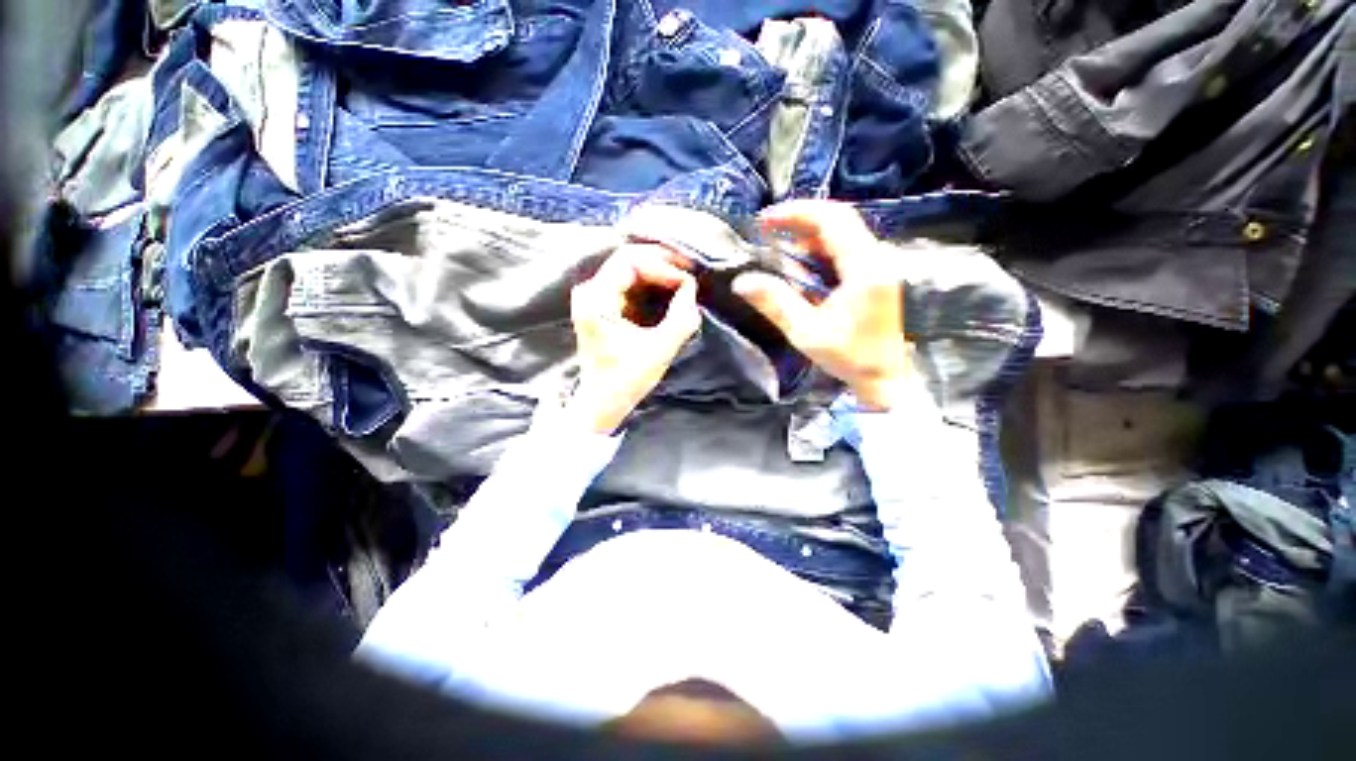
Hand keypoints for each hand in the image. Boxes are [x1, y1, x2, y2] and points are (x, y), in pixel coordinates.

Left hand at [567, 244, 700, 433]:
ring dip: (659, 273)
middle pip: (629, 260)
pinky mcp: (603, 306)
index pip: (630, 261)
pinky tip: (671, 290)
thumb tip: (691, 288)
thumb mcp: (659, 350)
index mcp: (596, 300)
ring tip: (685, 280)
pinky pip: (630, 283)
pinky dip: (652, 284)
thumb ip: (681, 317)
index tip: (688, 283)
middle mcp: (590, 292)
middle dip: (663, 264)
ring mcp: (595, 298)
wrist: (602, 401)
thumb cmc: (626, 380)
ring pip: (630, 269)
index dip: (663, 266)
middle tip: (691, 272)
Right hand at [733, 200, 912, 410]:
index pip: (832, 220)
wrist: (884, 376)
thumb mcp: (806, 332)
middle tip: (767, 228)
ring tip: (777, 242)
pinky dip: (819, 247)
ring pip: (842, 231)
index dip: (796, 213)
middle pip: (839, 219)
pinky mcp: (875, 273)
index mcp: (864, 267)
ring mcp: (878, 264)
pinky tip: (800, 260)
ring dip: (808, 232)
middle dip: (800, 219)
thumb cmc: (848, 356)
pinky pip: (845, 247)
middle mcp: (876, 257)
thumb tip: (741, 282)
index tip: (765, 221)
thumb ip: (775, 303)